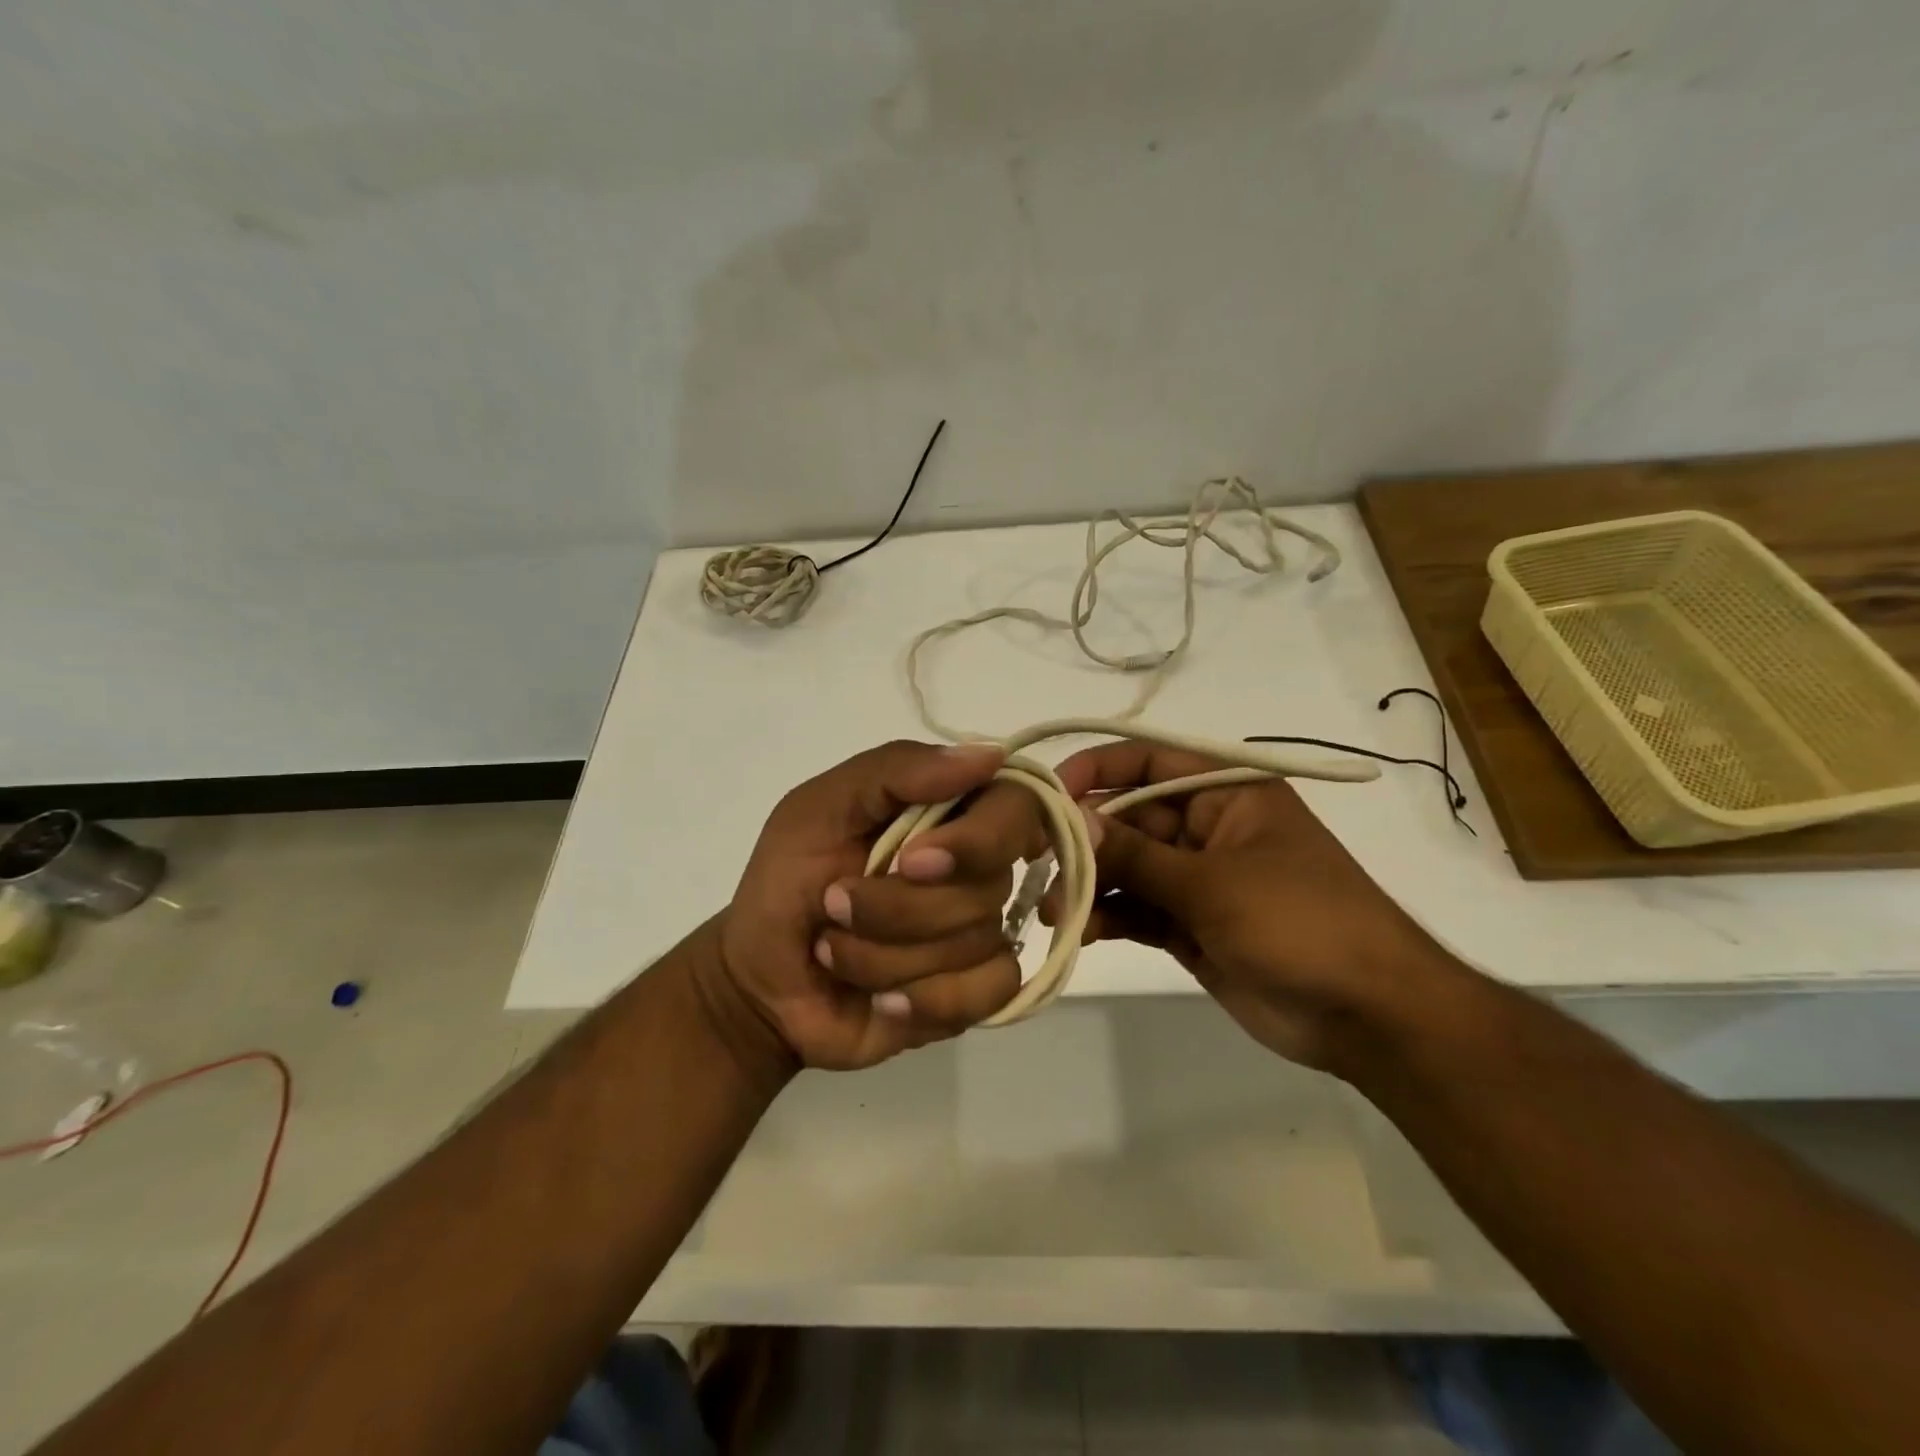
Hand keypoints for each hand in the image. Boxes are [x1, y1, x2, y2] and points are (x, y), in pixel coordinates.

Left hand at [705, 740, 1040, 1072]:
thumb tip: (991, 756)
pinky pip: (992, 992)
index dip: (980, 837)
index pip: (1014, 806)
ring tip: (836, 952)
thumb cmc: (785, 883)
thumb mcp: (818, 809)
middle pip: (991, 883)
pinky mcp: (976, 993)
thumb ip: (896, 771)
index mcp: (946, 814)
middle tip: (836, 906)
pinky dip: (926, 1000)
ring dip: (888, 956)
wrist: (762, 983)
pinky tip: (882, 1002)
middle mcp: (974, 869)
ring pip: (978, 941)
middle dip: (901, 907)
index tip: (913, 861)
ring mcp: (979, 932)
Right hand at [1051, 741, 1456, 1069]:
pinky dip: (1108, 917)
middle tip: (1037, 866)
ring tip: (1054, 910)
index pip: (1149, 762)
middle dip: (1085, 842)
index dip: (1097, 769)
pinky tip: (1081, 932)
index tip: (1048, 794)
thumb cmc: (1302, 923)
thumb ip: (1138, 855)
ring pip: (1127, 868)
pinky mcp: (1188, 925)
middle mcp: (1205, 827)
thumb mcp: (1214, 883)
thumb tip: (1072, 820)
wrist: (1370, 1016)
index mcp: (1226, 793)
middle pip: (1128, 819)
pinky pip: (1137, 909)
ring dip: (1090, 885)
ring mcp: (1196, 879)